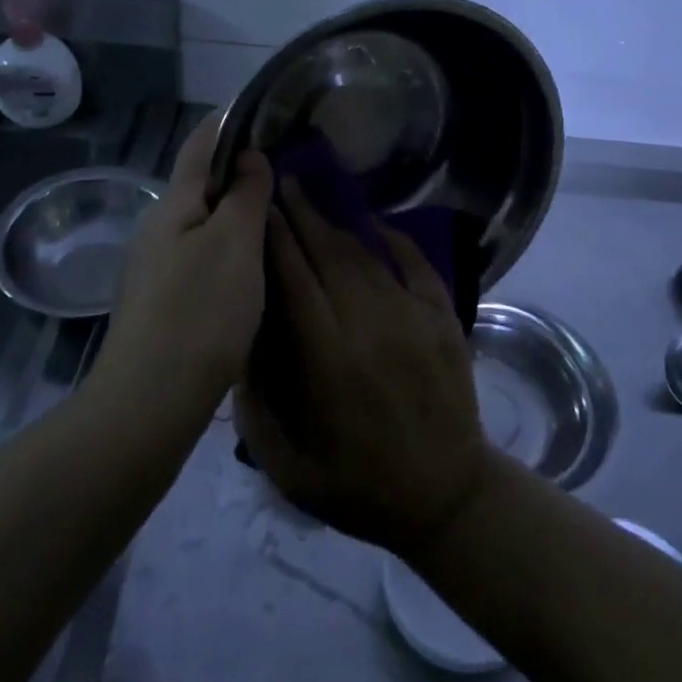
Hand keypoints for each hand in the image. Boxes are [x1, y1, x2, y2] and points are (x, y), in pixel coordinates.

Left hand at [92, 113, 273, 413]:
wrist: (150, 401)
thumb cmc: (200, 312)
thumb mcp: (236, 244)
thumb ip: (245, 193)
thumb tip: (249, 155)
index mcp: (175, 202)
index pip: (201, 141)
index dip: (231, 121)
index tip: (266, 112)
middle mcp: (158, 225)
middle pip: (201, 182)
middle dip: (240, 171)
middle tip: (286, 171)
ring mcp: (154, 264)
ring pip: (201, 222)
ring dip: (235, 213)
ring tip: (276, 217)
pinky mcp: (160, 299)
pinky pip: (199, 254)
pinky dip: (227, 247)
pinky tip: (249, 268)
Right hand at [234, 180, 490, 558]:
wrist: (446, 499)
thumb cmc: (358, 486)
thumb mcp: (288, 466)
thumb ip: (254, 406)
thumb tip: (235, 343)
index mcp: (327, 358)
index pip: (293, 278)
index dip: (273, 238)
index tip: (256, 207)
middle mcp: (368, 324)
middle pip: (327, 254)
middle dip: (300, 215)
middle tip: (280, 183)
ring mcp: (411, 316)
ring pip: (364, 255)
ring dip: (335, 223)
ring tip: (312, 198)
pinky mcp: (442, 317)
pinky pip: (415, 264)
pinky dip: (394, 238)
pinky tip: (374, 221)